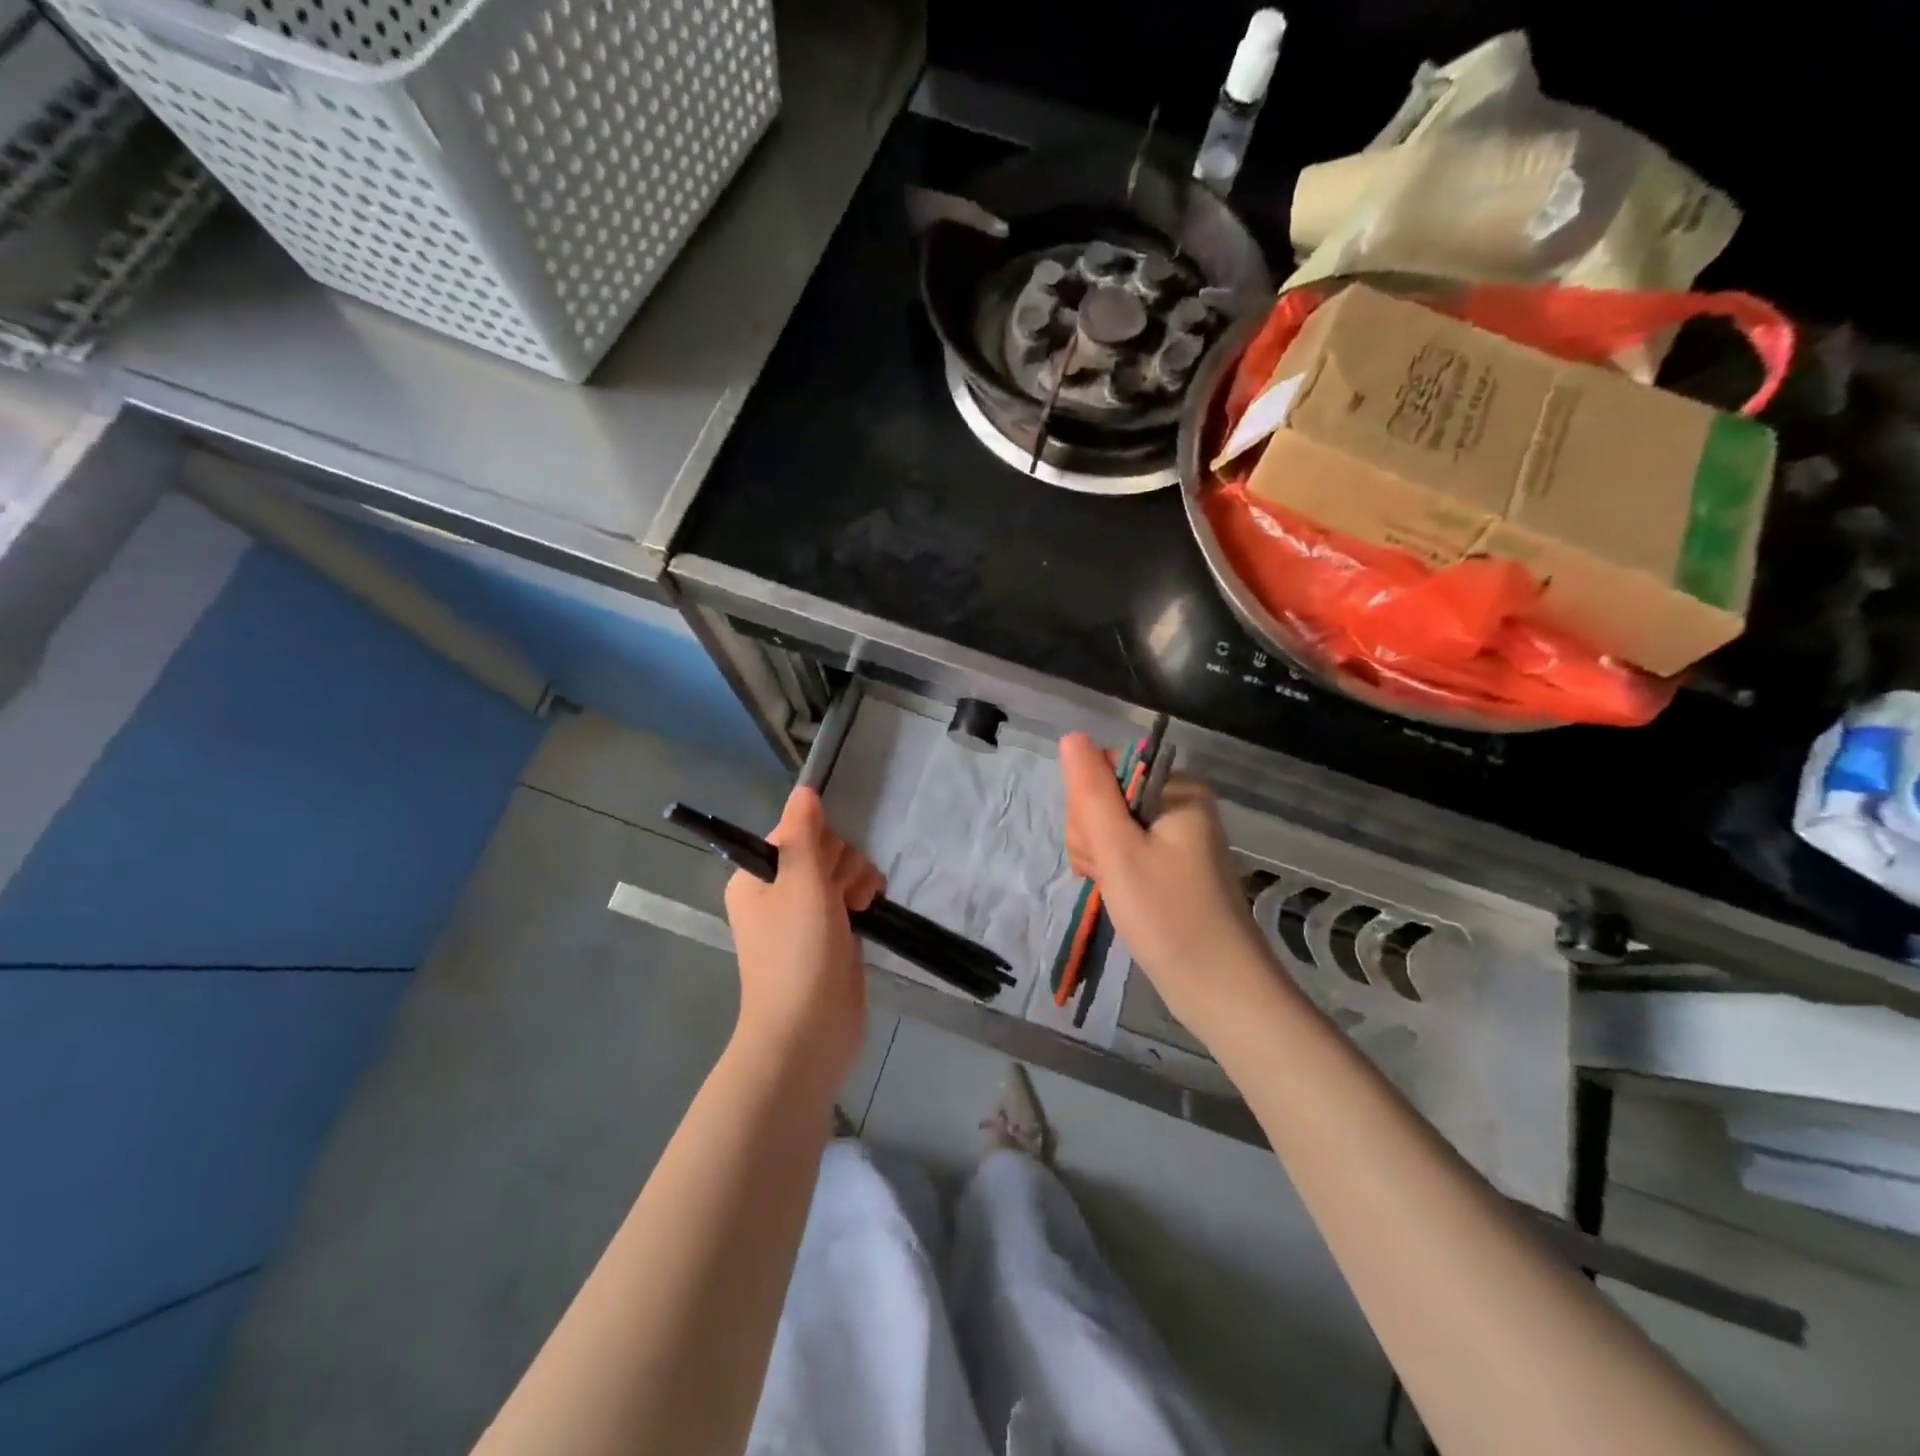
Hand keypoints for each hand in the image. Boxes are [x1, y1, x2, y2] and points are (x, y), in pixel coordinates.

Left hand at [723, 788, 883, 1091]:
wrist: (809, 1030)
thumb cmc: (797, 951)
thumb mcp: (800, 882)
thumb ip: (804, 832)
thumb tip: (803, 790)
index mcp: (757, 876)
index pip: (796, 832)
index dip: (818, 843)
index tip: (824, 867)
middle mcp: (777, 892)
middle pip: (822, 849)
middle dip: (841, 863)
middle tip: (838, 894)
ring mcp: (806, 915)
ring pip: (841, 872)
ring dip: (856, 880)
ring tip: (857, 906)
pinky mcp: (832, 934)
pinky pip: (851, 897)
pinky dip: (863, 898)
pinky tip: (869, 909)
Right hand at [1059, 733, 1276, 1036]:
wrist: (1218, 989)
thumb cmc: (1168, 916)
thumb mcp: (1118, 849)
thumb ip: (1091, 791)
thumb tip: (1072, 736)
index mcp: (1177, 788)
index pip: (1104, 770)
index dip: (1087, 807)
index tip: (1098, 848)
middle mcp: (1181, 803)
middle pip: (1106, 798)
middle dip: (1093, 837)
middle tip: (1108, 874)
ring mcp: (1178, 836)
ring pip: (1111, 828)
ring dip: (1100, 858)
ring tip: (1115, 889)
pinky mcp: (1174, 865)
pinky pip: (1127, 851)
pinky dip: (1114, 871)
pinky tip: (1119, 894)